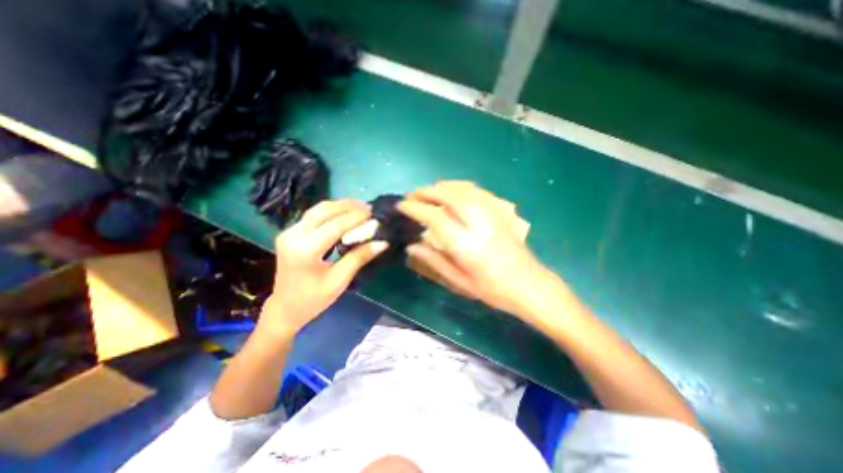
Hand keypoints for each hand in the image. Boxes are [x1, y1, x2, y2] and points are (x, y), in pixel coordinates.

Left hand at [260, 200, 388, 335]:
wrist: (284, 308)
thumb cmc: (313, 299)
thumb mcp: (339, 280)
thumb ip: (359, 257)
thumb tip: (382, 242)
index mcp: (306, 250)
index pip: (335, 226)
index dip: (356, 217)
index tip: (374, 213)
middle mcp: (294, 236)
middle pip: (324, 211)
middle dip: (348, 206)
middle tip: (368, 207)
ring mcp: (289, 233)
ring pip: (317, 210)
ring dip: (339, 206)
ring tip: (359, 207)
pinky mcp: (290, 233)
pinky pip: (313, 216)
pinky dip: (330, 212)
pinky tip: (344, 214)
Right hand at [397, 178, 554, 317]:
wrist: (530, 284)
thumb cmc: (493, 289)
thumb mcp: (460, 281)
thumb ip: (434, 261)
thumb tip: (412, 246)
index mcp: (467, 245)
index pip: (435, 217)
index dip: (415, 208)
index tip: (401, 206)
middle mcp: (479, 224)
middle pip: (449, 196)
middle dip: (426, 192)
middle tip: (411, 196)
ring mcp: (492, 215)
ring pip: (463, 189)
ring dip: (441, 187)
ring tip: (427, 192)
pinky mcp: (500, 212)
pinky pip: (477, 191)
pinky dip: (459, 187)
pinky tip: (452, 191)